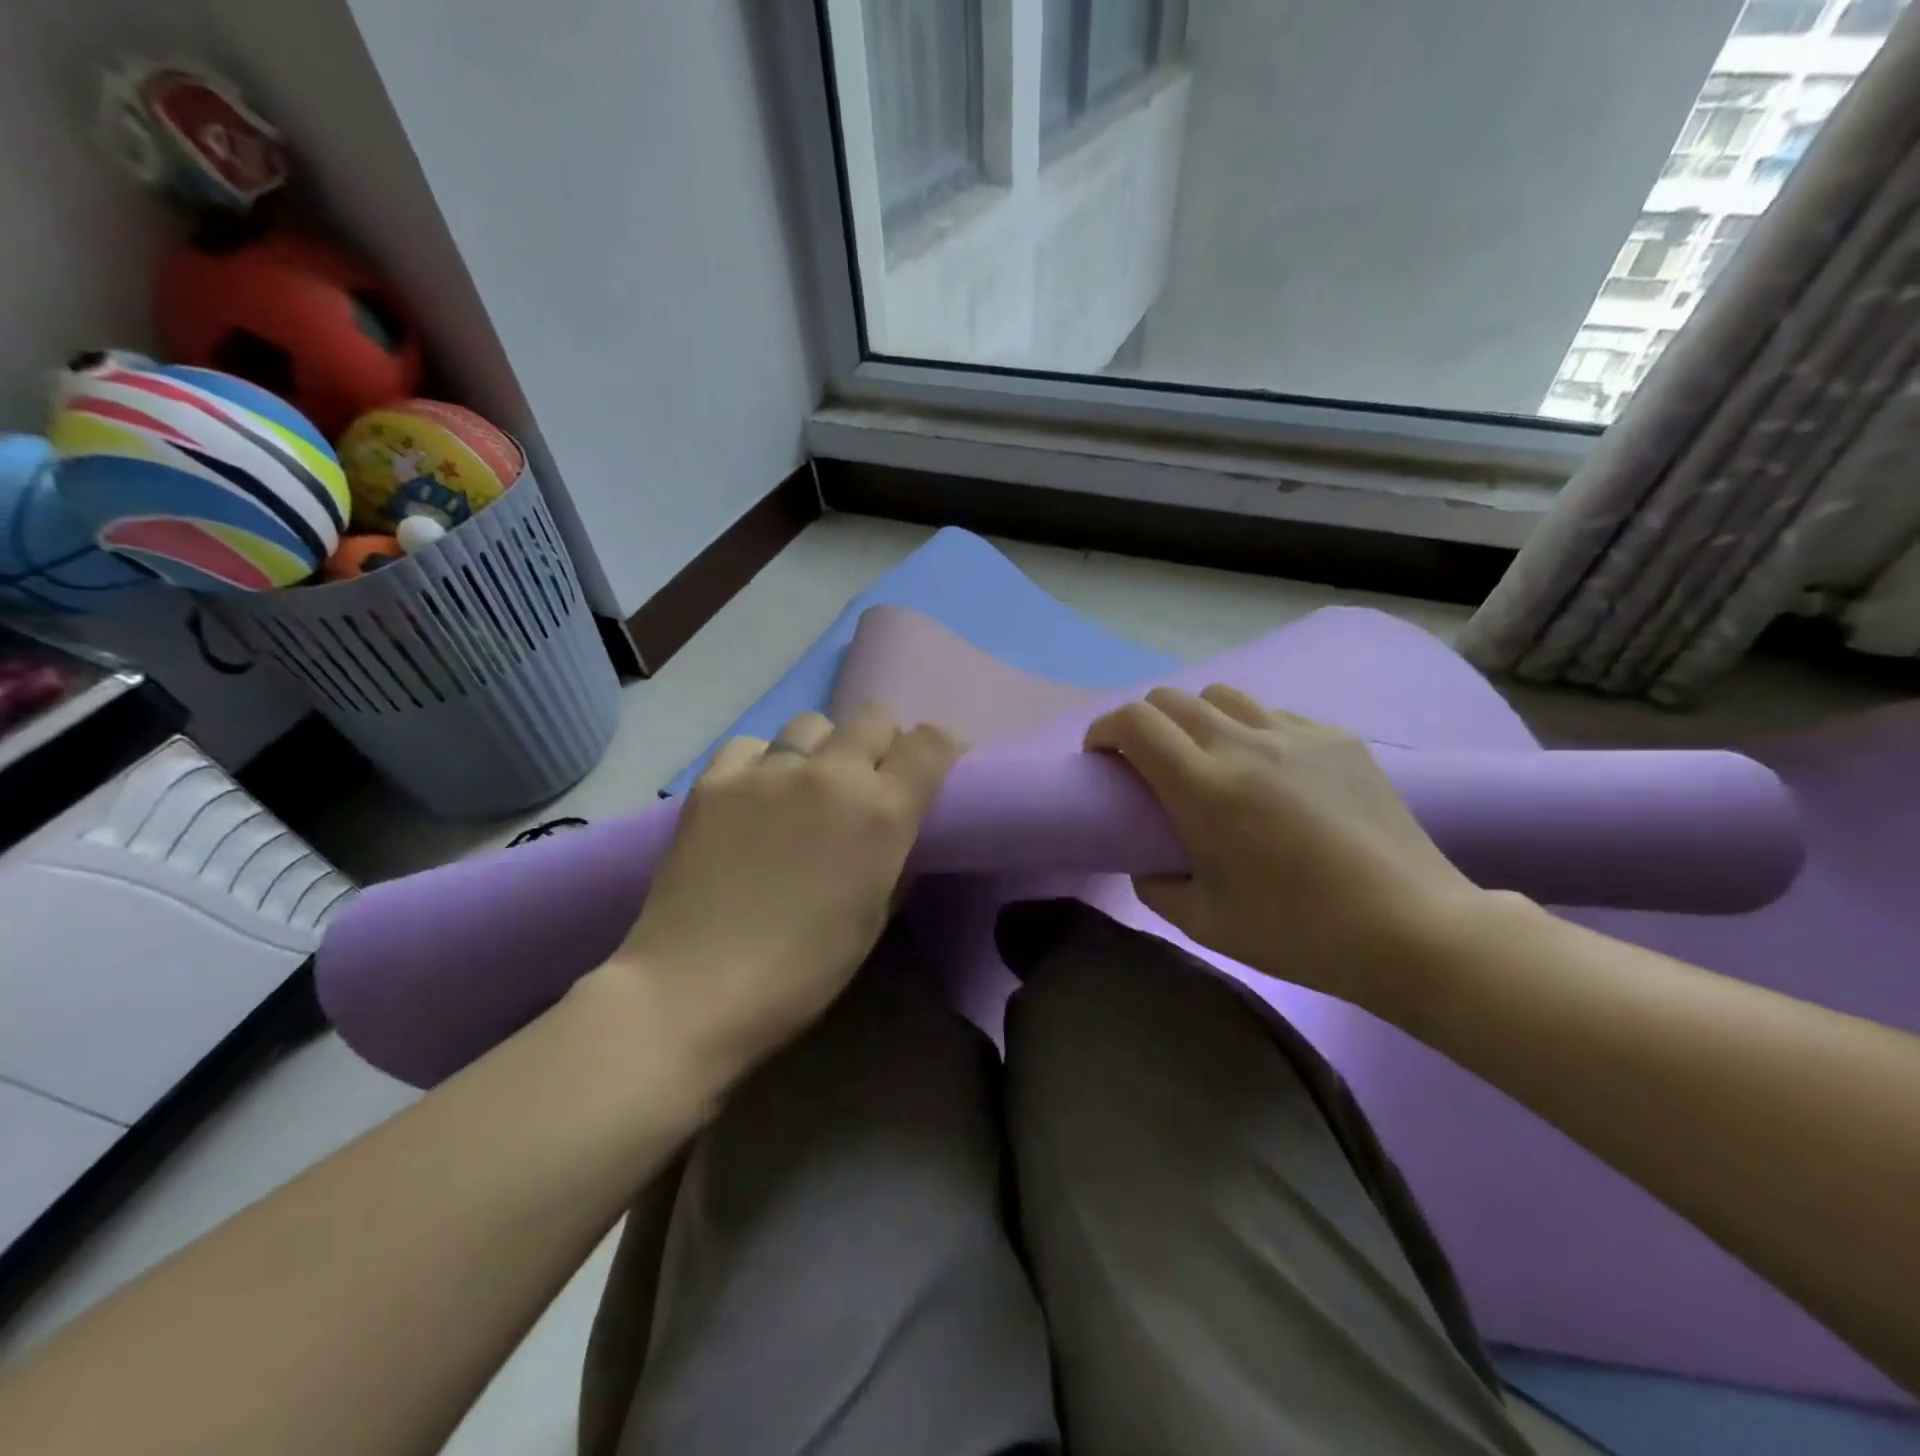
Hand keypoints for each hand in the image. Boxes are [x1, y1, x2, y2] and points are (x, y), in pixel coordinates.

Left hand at [614, 703, 962, 1071]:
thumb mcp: (873, 918)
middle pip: (874, 717)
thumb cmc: (802, 970)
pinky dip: (764, 763)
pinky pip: (752, 746)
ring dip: (824, 748)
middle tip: (870, 780)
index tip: (936, 768)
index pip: (930, 743)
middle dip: (883, 741)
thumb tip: (899, 832)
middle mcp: (831, 774)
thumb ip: (897, 861)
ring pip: (812, 724)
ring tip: (807, 787)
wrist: (694, 989)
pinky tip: (755, 797)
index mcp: (881, 813)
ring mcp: (768, 771)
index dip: (942, 747)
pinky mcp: (715, 779)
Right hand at [1084, 685, 1482, 1007]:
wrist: (1410, 928)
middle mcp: (1243, 744)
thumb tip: (1147, 862)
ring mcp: (1295, 735)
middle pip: (1172, 698)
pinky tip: (1268, 769)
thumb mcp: (1204, 921)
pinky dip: (1249, 729)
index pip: (1134, 723)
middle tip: (1146, 762)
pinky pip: (1274, 714)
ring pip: (1222, 695)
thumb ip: (1155, 885)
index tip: (1100, 757)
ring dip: (1195, 718)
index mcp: (1204, 787)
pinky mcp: (1338, 739)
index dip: (1104, 730)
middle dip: (1143, 722)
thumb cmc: (1297, 931)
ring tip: (1205, 757)